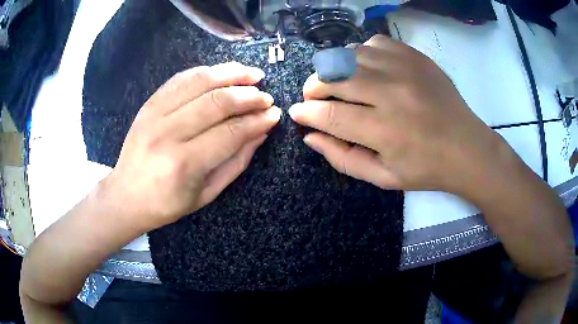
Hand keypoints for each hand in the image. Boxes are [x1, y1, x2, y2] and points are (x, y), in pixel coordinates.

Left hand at [102, 62, 280, 229]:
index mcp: (184, 164)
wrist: (126, 195)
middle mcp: (168, 133)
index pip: (230, 132)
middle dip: (249, 96)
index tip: (274, 114)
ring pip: (199, 82)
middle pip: (217, 102)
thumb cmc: (167, 203)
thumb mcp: (207, 193)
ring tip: (252, 74)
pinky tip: (222, 72)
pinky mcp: (149, 104)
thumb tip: (260, 132)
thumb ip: (236, 161)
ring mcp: (155, 114)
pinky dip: (205, 72)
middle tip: (266, 96)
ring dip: (231, 74)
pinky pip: (181, 79)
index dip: (257, 120)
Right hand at [289, 35, 502, 195]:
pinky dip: (360, 54)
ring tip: (338, 84)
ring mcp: (404, 68)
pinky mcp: (415, 57)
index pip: (329, 114)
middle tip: (314, 99)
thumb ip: (343, 159)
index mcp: (385, 130)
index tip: (297, 114)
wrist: (468, 148)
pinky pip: (373, 43)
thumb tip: (310, 136)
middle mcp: (391, 92)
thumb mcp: (383, 177)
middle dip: (313, 88)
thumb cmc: (426, 169)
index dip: (306, 113)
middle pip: (333, 77)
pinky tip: (366, 69)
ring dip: (335, 70)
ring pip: (349, 55)